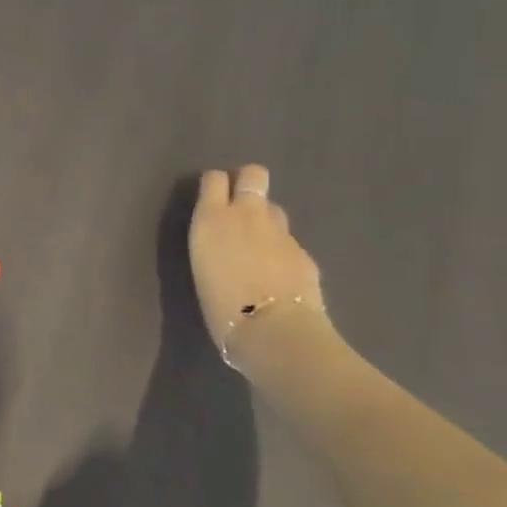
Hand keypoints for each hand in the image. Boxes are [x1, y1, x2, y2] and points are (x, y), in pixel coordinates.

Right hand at [189, 164, 327, 371]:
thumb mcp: (202, 264)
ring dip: (265, 218)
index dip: (214, 184)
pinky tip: (277, 274)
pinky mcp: (304, 253)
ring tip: (257, 243)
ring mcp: (281, 232)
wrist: (273, 331)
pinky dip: (281, 250)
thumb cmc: (219, 304)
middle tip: (238, 203)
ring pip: (273, 208)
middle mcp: (247, 214)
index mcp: (212, 218)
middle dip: (247, 181)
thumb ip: (214, 240)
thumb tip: (225, 239)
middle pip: (253, 175)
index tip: (210, 197)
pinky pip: (289, 241)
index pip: (214, 178)